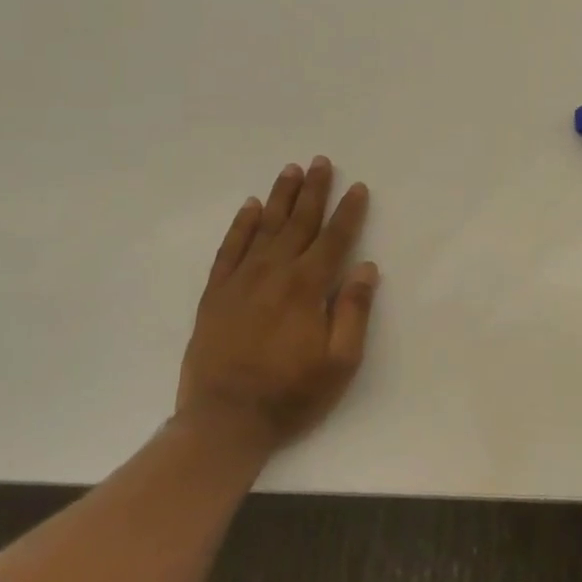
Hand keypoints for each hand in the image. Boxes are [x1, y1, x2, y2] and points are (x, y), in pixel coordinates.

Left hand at [177, 156, 379, 462]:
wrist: (224, 419)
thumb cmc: (291, 393)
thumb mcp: (340, 362)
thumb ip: (353, 310)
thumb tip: (365, 267)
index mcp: (307, 287)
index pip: (334, 239)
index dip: (348, 212)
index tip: (358, 187)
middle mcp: (274, 273)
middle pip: (299, 223)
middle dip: (314, 191)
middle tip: (322, 162)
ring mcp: (241, 280)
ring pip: (265, 227)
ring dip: (281, 197)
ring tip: (292, 170)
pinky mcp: (216, 293)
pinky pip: (230, 248)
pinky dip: (241, 225)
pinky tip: (251, 207)